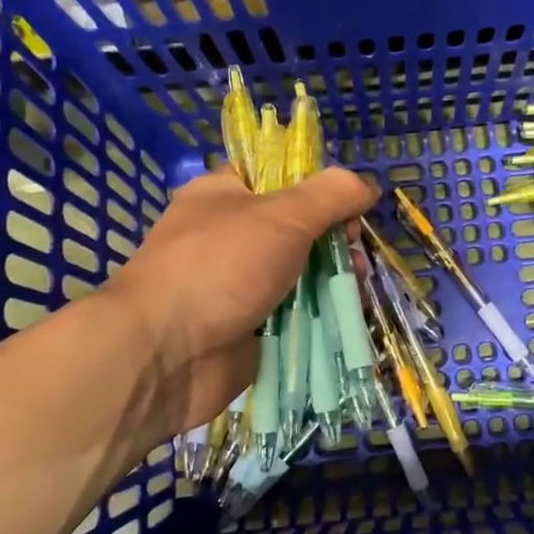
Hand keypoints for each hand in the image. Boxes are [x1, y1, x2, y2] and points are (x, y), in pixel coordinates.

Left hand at [102, 167, 376, 437]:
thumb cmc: (220, 267)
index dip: (320, 188)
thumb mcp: (283, 215)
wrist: (165, 354)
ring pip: (302, 274)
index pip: (281, 178)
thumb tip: (367, 184)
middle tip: (356, 254)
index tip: (351, 206)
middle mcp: (232, 236)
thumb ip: (331, 195)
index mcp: (226, 195)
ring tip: (356, 289)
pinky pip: (296, 314)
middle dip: (336, 240)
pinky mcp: (251, 327)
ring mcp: (240, 285)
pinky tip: (347, 317)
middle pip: (300, 229)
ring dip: (334, 279)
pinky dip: (322, 315)